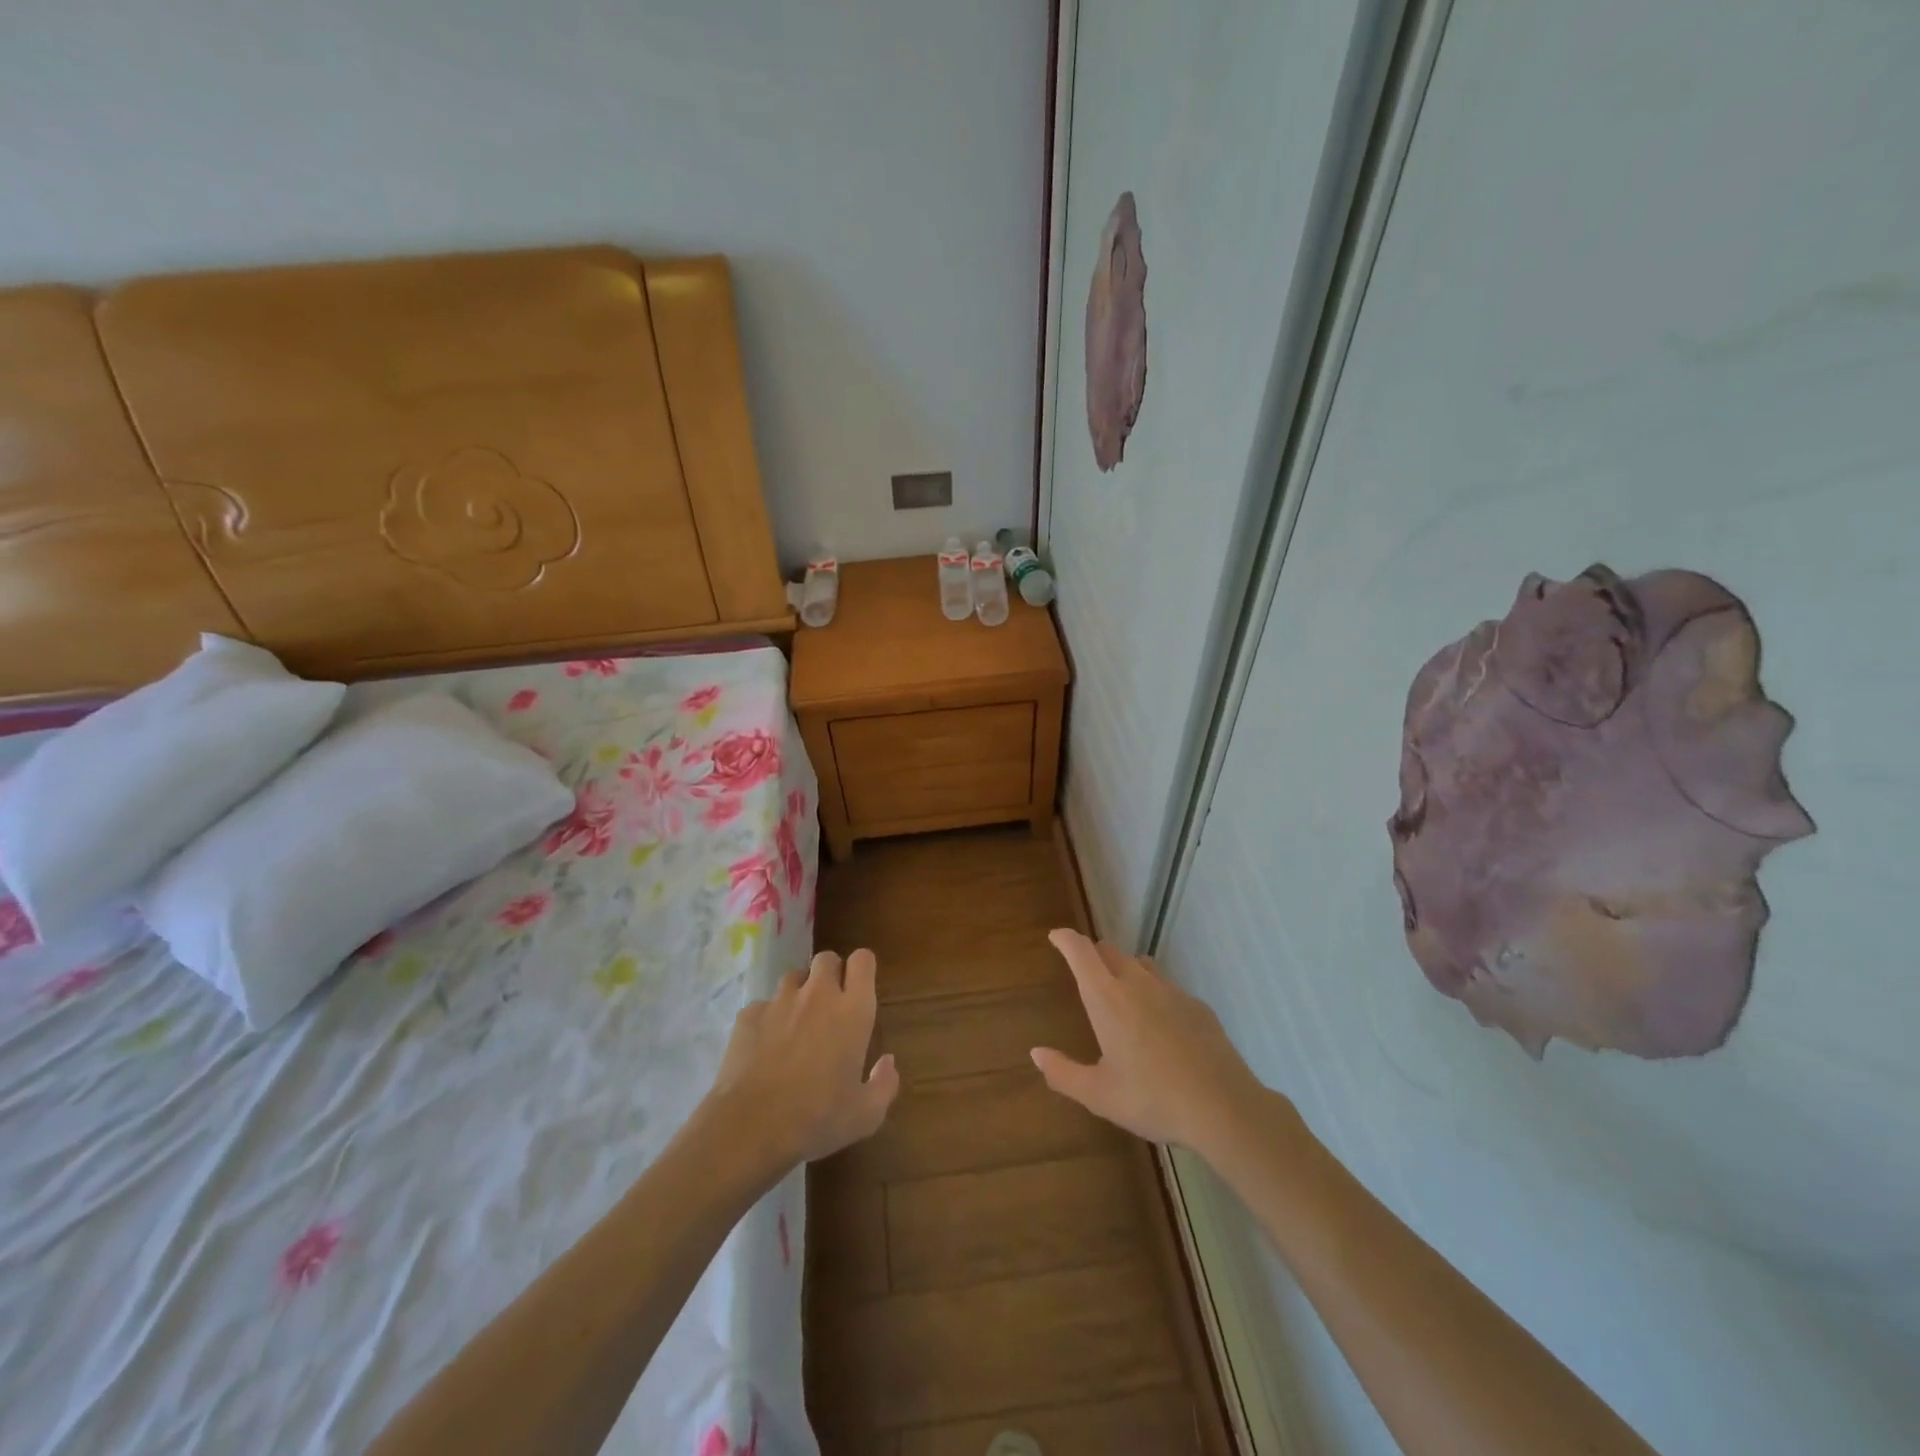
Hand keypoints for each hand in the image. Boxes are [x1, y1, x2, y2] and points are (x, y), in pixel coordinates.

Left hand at [705, 949, 899, 1169]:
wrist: (749, 1127)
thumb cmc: (817, 1119)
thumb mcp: (865, 1115)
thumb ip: (884, 1084)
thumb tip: (888, 1062)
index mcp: (853, 1011)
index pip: (863, 960)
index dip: (862, 968)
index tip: (860, 988)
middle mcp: (818, 995)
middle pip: (827, 958)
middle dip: (831, 974)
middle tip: (830, 1006)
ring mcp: (780, 1001)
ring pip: (794, 977)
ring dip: (799, 992)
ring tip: (796, 1024)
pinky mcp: (749, 1014)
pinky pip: (763, 1005)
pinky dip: (768, 1019)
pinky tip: (764, 1047)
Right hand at [1032, 929, 1268, 1158]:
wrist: (1223, 1107)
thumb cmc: (1151, 1099)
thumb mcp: (1098, 1095)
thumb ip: (1063, 1073)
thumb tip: (1036, 1053)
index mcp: (1107, 999)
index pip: (1081, 952)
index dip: (1066, 939)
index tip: (1056, 937)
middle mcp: (1137, 984)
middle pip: (1110, 952)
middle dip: (1094, 954)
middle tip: (1085, 970)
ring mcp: (1172, 992)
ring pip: (1142, 965)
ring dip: (1125, 969)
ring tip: (1121, 992)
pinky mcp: (1197, 1006)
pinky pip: (1168, 987)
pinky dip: (1155, 993)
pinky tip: (1160, 1024)